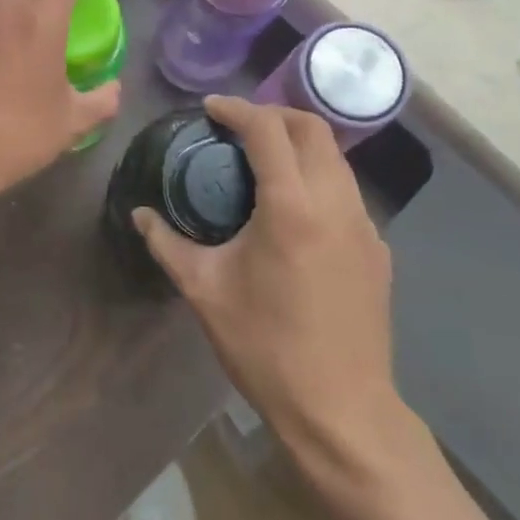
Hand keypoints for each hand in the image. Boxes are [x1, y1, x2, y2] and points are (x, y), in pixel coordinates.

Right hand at [136, 96, 403, 467]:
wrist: (342, 411)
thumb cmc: (266, 348)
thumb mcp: (205, 292)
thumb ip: (168, 244)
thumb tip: (140, 215)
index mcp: (292, 207)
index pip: (268, 130)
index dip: (237, 109)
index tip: (210, 108)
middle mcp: (335, 203)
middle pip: (313, 129)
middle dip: (274, 114)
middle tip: (237, 127)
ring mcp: (365, 226)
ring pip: (335, 158)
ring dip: (299, 144)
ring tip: (262, 161)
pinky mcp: (378, 249)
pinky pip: (346, 192)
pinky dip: (317, 178)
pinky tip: (292, 210)